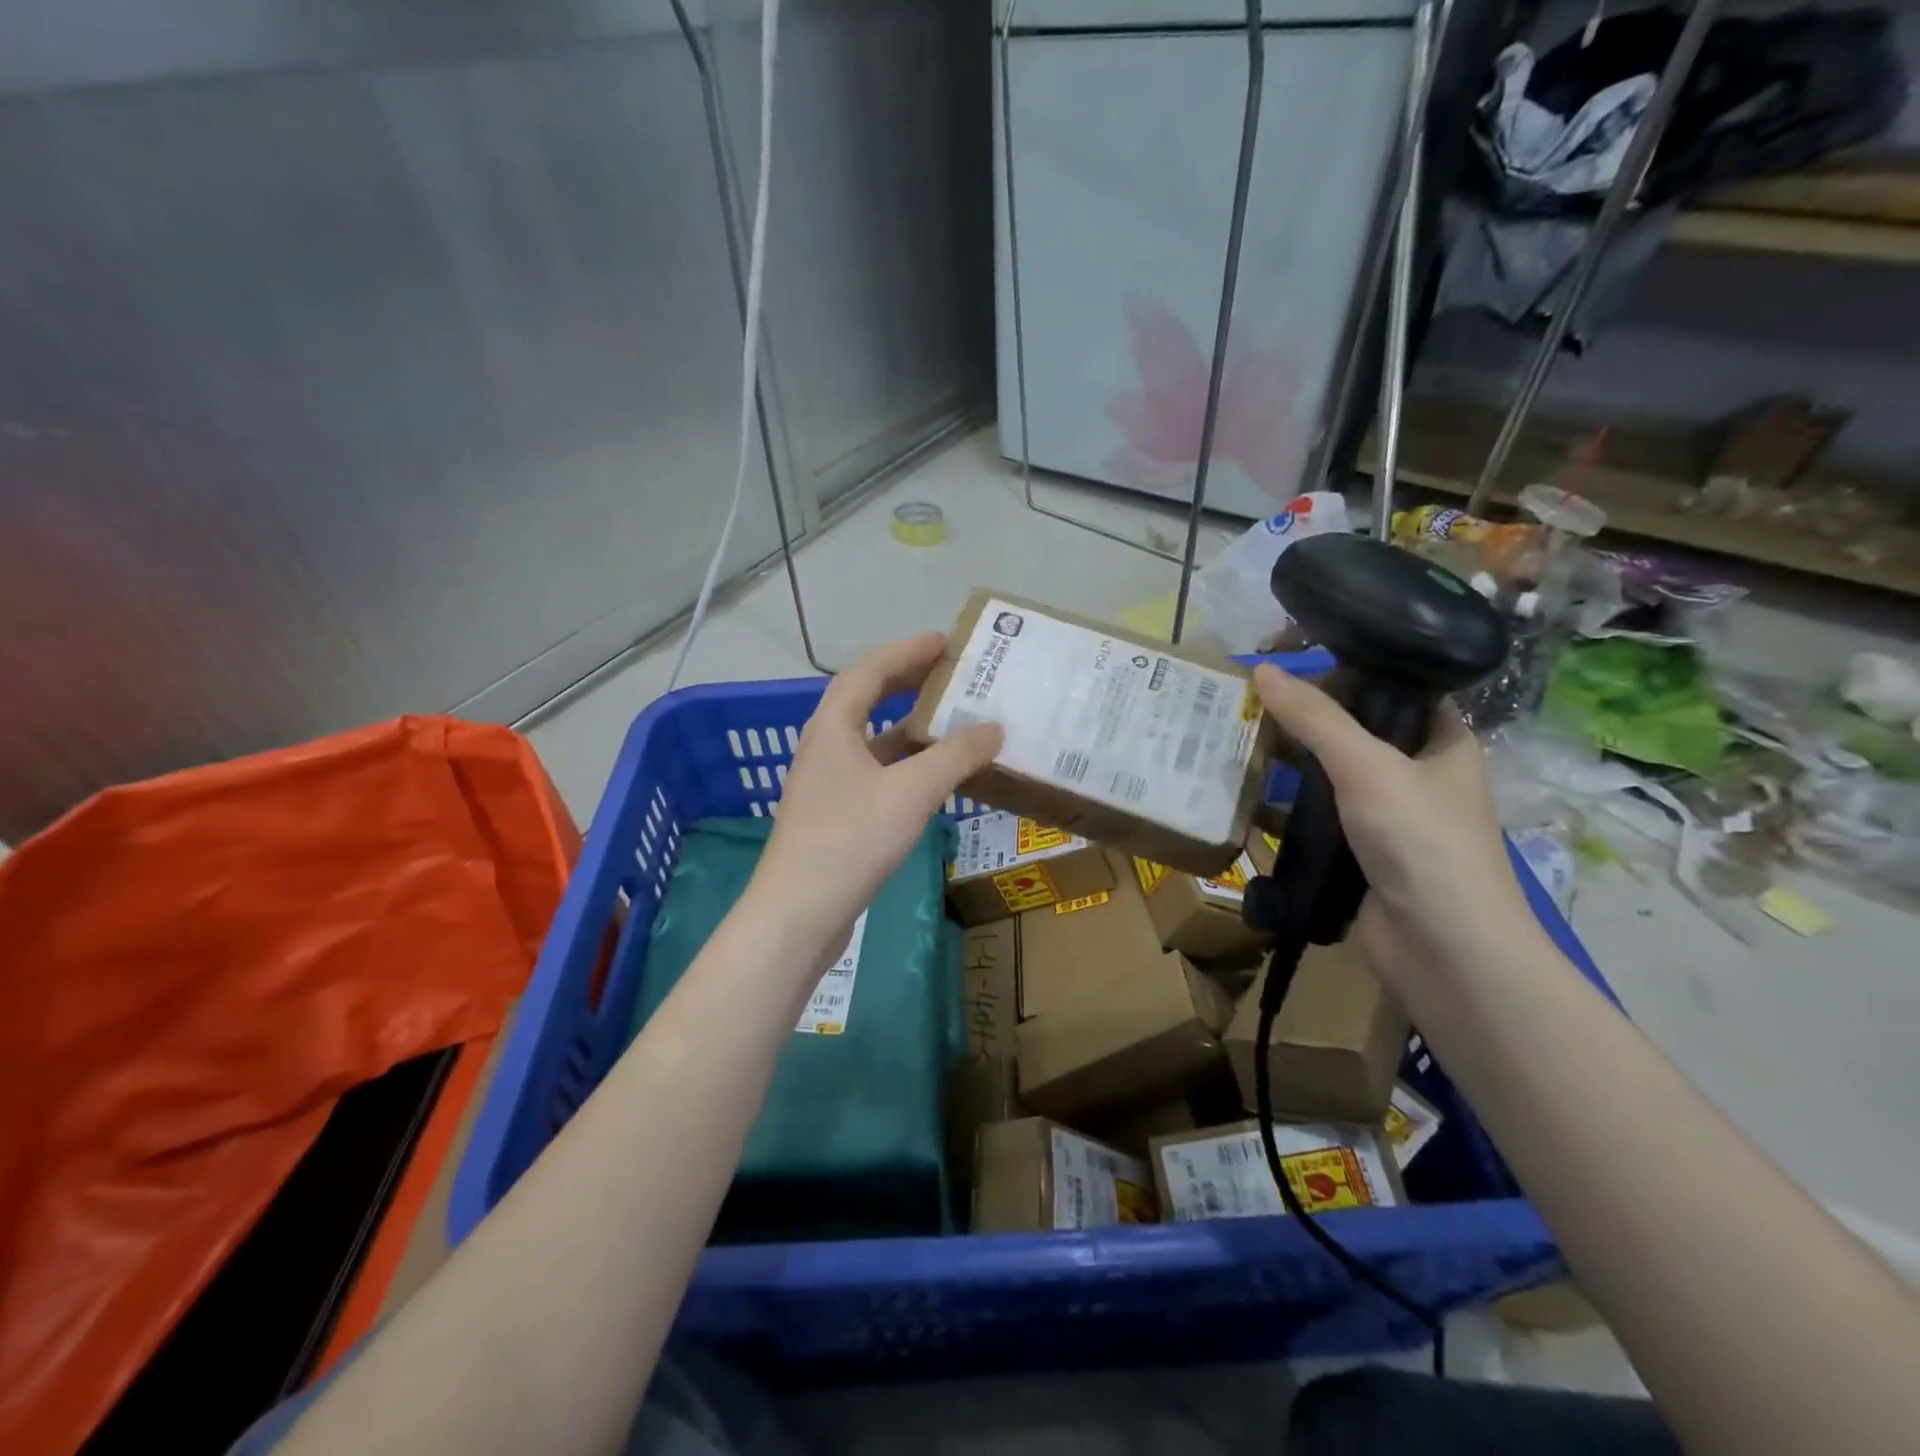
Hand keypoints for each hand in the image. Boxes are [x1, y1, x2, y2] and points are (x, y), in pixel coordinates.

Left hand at [749, 634, 1001, 967]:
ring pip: (873, 739)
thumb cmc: (851, 841)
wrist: (798, 914)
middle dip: (908, 681)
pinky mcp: (835, 814)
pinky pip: (876, 771)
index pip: (869, 670)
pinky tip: (933, 776)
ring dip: (909, 725)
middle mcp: (825, 746)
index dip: (907, 650)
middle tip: (951, 672)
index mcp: (833, 726)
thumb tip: (995, 728)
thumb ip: (956, 756)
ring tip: (952, 719)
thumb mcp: (911, 792)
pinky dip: (905, 763)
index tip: (945, 641)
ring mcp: (828, 782)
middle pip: (867, 699)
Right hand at [1251, 665, 1540, 976]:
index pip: (1394, 690)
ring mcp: (1384, 820)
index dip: (1347, 672)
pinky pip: (1314, 821)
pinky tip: (1242, 795)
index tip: (1290, 660)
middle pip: (1352, 733)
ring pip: (1328, 779)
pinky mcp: (1356, 856)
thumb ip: (1316, 719)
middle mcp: (1415, 776)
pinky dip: (1282, 810)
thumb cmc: (1423, 845)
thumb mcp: (1368, 768)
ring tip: (1234, 740)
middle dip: (1303, 720)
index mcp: (1441, 744)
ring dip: (1287, 766)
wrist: (1445, 953)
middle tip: (1246, 700)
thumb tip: (1262, 668)